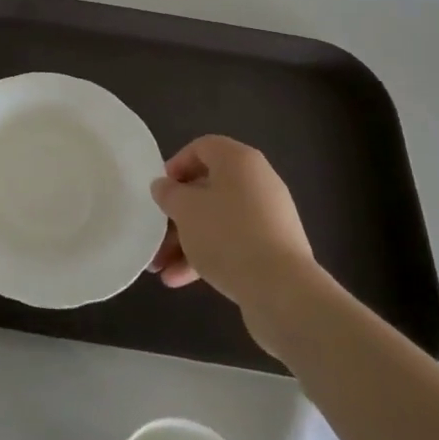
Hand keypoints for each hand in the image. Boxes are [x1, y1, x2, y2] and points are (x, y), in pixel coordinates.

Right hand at [148, 136, 320, 352]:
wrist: (283, 291)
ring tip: (160, 268)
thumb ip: (168, 193)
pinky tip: (180, 280)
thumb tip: (164, 187)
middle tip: (155, 235)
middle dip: (176, 216)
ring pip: (217, 221)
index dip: (176, 165)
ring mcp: (268, 218)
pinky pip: (233, 244)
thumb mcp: (185, 209)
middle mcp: (257, 182)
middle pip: (207, 189)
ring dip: (186, 242)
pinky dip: (207, 256)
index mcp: (239, 160)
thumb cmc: (227, 234)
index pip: (202, 148)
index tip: (161, 191)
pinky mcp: (273, 250)